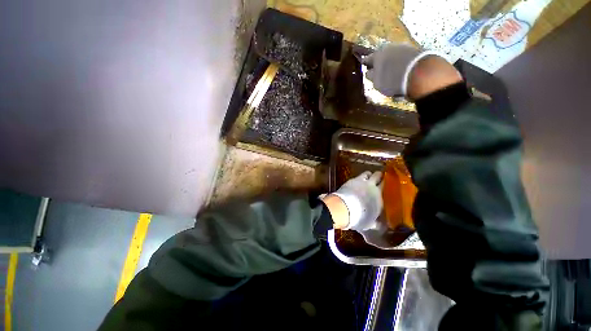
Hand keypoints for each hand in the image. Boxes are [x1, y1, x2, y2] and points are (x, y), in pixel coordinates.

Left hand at [322, 171, 382, 230]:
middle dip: (379, 176)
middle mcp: (372, 187)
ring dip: (368, 175)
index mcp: (379, 197)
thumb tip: (380, 225)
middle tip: (379, 176)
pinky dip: (359, 177)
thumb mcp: (369, 223)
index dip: (385, 185)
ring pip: (368, 173)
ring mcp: (362, 182)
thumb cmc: (359, 218)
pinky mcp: (352, 180)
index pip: (385, 187)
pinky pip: (358, 176)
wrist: (345, 209)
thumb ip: (375, 223)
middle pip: (378, 176)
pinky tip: (357, 180)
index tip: (384, 186)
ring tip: (368, 176)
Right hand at [363, 44, 461, 98]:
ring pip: (393, 54)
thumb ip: (372, 77)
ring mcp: (403, 47)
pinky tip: (402, 69)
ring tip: (391, 69)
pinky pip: (404, 56)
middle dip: (380, 60)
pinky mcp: (415, 50)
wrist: (418, 73)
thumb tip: (369, 73)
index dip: (366, 63)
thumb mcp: (377, 83)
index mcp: (377, 56)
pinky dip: (401, 62)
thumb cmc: (392, 80)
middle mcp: (389, 48)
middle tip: (378, 68)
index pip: (368, 59)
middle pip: (382, 54)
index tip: (364, 65)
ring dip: (391, 60)